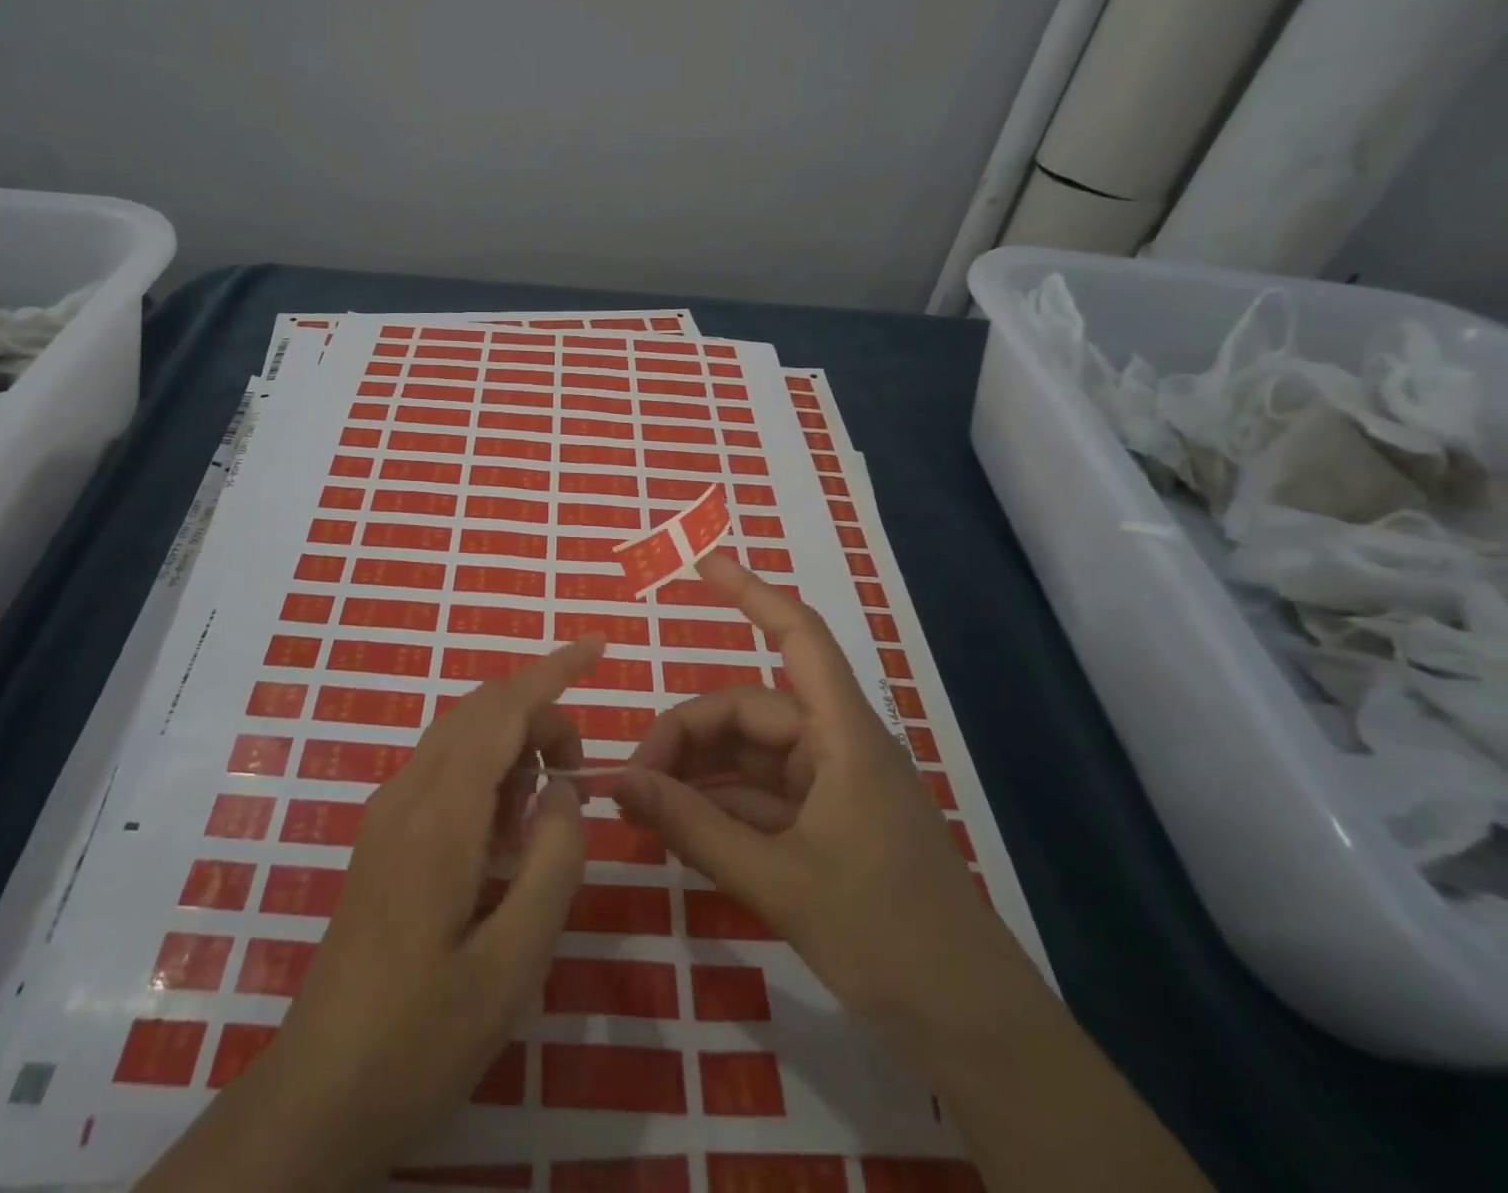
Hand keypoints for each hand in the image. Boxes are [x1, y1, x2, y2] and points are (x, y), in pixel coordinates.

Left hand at [139, 635, 601, 1192]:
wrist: (319, 1092)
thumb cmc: (422, 1036)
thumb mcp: (513, 964)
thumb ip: (553, 863)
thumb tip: (562, 789)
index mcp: (439, 815)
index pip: (502, 709)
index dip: (553, 670)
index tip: (598, 646)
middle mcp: (407, 795)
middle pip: (481, 712)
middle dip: (540, 716)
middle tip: (579, 775)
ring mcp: (387, 812)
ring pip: (460, 736)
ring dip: (513, 745)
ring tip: (546, 810)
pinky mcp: (383, 835)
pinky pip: (443, 769)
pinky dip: (488, 772)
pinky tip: (505, 835)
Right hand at [615, 552, 1014, 1039]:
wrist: (973, 1029)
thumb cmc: (888, 937)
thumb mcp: (779, 881)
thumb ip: (695, 828)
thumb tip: (620, 783)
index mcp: (843, 736)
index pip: (798, 638)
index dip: (752, 593)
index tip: (704, 564)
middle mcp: (836, 748)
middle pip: (749, 711)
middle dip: (687, 735)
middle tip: (632, 781)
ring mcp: (832, 788)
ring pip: (749, 756)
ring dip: (698, 773)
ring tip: (644, 804)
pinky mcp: (827, 827)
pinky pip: (760, 797)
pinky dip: (719, 805)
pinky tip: (679, 827)